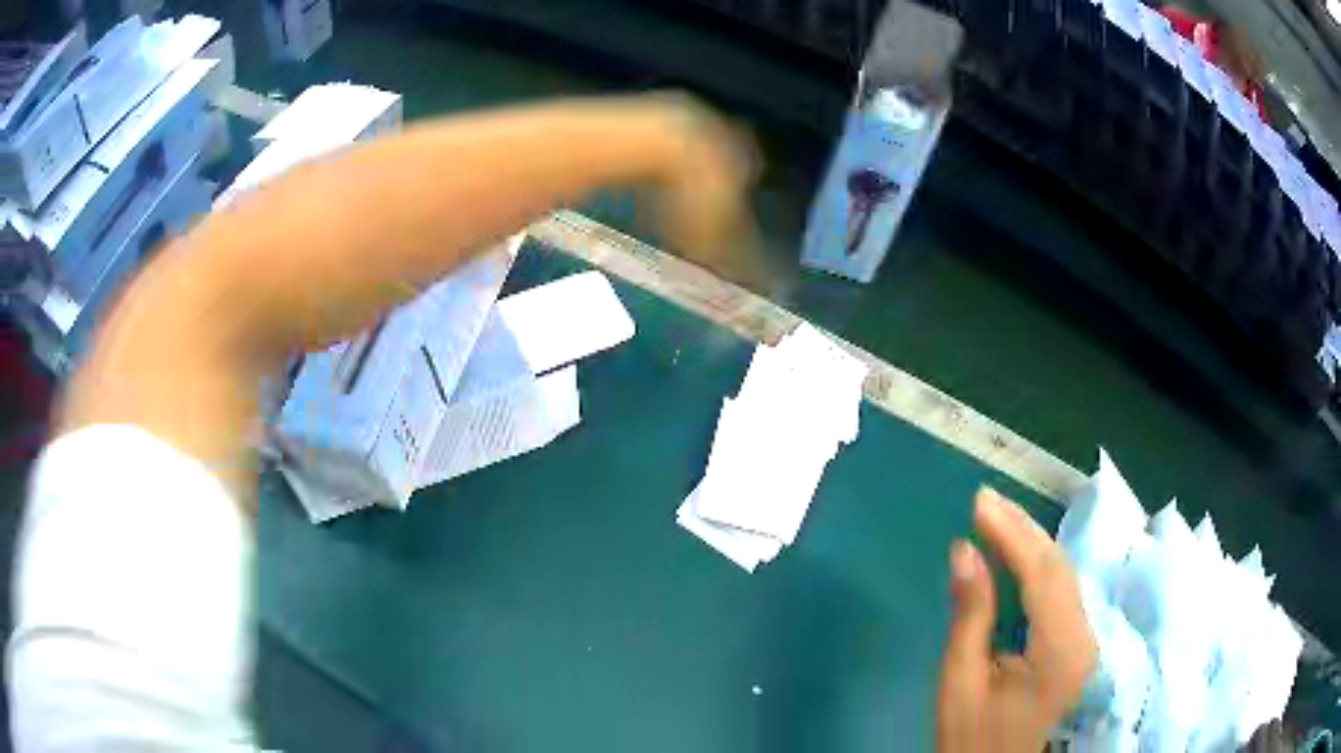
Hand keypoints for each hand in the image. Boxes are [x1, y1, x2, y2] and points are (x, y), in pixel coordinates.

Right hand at [937, 488, 1096, 751]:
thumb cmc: (973, 739)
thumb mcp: (961, 684)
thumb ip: (969, 616)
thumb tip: (964, 552)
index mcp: (1059, 653)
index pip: (1042, 576)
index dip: (1012, 533)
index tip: (979, 502)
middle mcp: (1084, 640)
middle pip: (1061, 569)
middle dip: (1023, 529)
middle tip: (986, 500)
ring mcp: (1086, 642)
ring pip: (1066, 576)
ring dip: (1032, 543)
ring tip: (997, 518)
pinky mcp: (1080, 646)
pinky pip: (1064, 593)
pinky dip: (1040, 567)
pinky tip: (1019, 554)